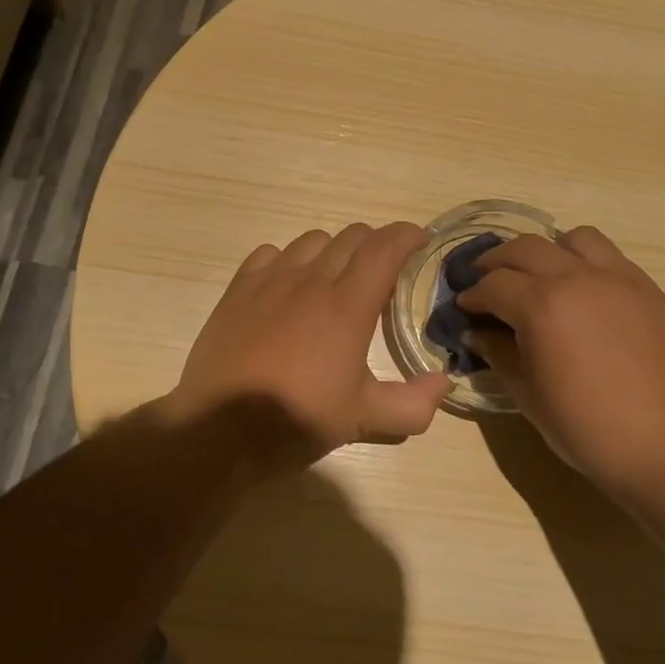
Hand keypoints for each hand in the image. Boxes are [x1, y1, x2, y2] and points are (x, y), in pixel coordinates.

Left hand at [162, 222, 451, 470]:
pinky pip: (271, 253)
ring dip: (334, 251)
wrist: (220, 428)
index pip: (385, 247)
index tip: (421, 243)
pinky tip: (289, 287)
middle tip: (383, 274)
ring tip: (335, 279)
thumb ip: (413, 403)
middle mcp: (312, 280)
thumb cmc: (297, 418)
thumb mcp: (363, 419)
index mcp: (348, 305)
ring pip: (314, 240)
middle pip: (352, 236)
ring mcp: (271, 279)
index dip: (408, 235)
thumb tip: (444, 382)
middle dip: (376, 245)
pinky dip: (289, 260)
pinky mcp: (239, 288)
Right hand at [458, 226, 664, 497]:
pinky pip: (609, 256)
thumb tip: (478, 332)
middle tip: (487, 281)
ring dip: (547, 251)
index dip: (473, 295)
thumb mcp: (528, 395)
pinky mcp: (647, 288)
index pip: (494, 284)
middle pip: (525, 248)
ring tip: (542, 276)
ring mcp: (617, 278)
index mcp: (542, 306)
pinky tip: (583, 292)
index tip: (465, 307)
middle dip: (497, 262)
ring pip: (573, 239)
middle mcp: (577, 279)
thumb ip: (499, 353)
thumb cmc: (587, 428)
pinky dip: (585, 262)